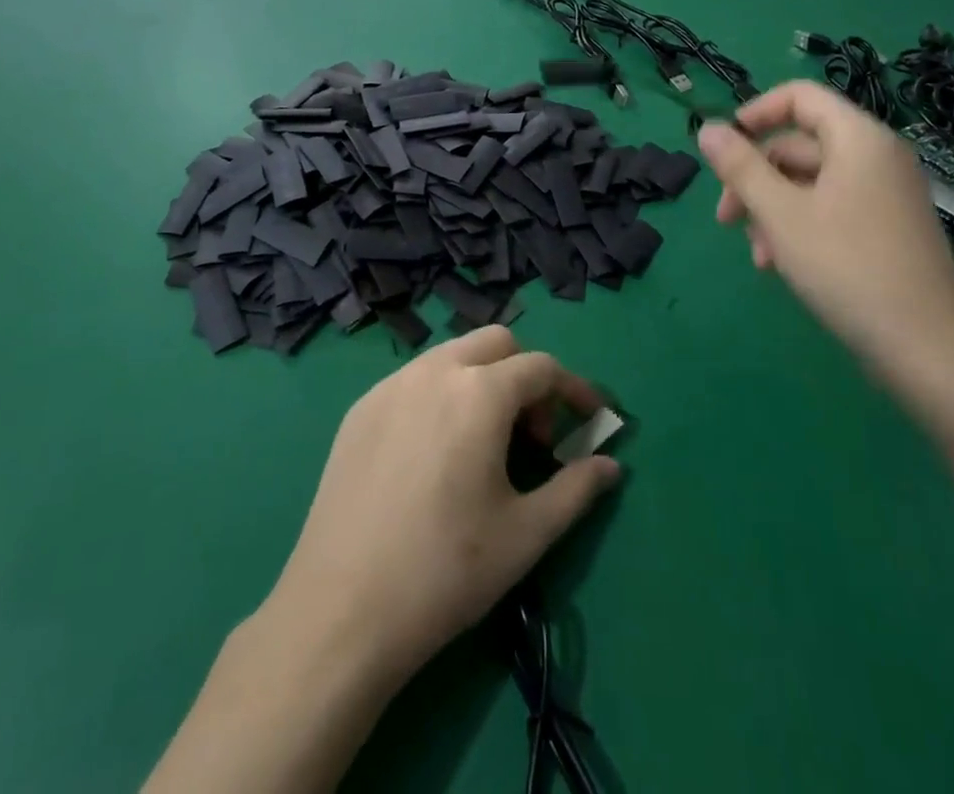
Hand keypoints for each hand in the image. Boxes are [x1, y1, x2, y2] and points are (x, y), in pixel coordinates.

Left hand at [263, 327, 621, 686]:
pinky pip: (414, 380)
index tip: (592, 418)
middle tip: (533, 434)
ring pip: (452, 356)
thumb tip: (611, 466)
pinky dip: (442, 394)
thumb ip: (577, 489)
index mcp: (478, 392)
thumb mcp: (526, 534)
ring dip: (482, 380)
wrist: (342, 609)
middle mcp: (433, 371)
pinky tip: (435, 452)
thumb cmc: (446, 570)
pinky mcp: (360, 408)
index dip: (574, 389)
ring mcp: (390, 385)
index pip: (541, 367)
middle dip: (526, 375)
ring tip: (485, 443)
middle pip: (496, 343)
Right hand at [697, 81, 953, 385]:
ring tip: (757, 254)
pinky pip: (833, 207)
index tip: (724, 148)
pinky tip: (780, 263)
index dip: (755, 113)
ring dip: (772, 209)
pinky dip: (800, 225)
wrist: (925, 348)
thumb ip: (739, 167)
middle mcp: (877, 156)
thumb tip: (706, 128)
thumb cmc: (845, 266)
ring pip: (811, 182)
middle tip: (726, 218)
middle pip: (800, 144)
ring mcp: (887, 194)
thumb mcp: (779, 213)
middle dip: (755, 177)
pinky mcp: (889, 228)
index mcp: (858, 139)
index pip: (800, 97)